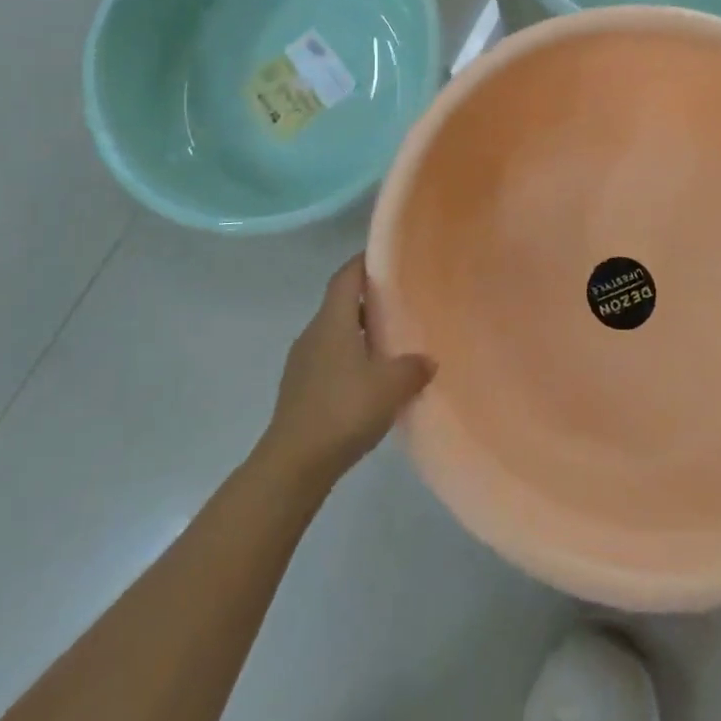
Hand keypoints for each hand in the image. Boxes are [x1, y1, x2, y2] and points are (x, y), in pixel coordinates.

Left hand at [262, 255, 435, 487]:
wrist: (293, 465)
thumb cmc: (342, 410)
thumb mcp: (390, 386)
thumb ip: (413, 367)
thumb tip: (427, 359)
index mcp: (332, 321)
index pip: (346, 276)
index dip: (365, 261)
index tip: (388, 256)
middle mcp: (313, 334)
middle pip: (341, 303)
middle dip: (369, 299)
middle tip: (402, 301)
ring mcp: (303, 363)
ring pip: (336, 334)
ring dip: (361, 332)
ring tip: (392, 342)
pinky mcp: (300, 390)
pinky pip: (330, 360)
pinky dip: (351, 360)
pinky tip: (372, 381)